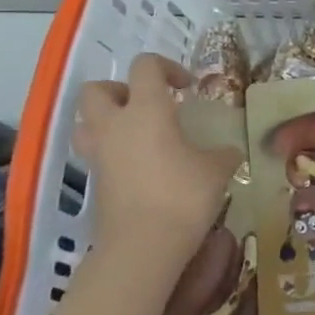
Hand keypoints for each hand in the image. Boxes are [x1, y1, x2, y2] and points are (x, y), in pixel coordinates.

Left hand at [73, 54, 241, 267]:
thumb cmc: (183, 196)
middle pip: (97, 89)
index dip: (167, 68)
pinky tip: (141, 166)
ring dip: (107, 120)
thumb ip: (222, 153)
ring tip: (137, 133)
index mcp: (147, 110)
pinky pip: (97, 154)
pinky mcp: (95, 182)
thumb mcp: (217, 169)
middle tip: (149, 106)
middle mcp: (116, 125)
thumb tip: (228, 152)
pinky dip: (114, 152)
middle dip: (121, 90)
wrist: (143, 247)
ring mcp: (100, 155)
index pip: (146, 67)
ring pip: (86, 122)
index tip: (187, 88)